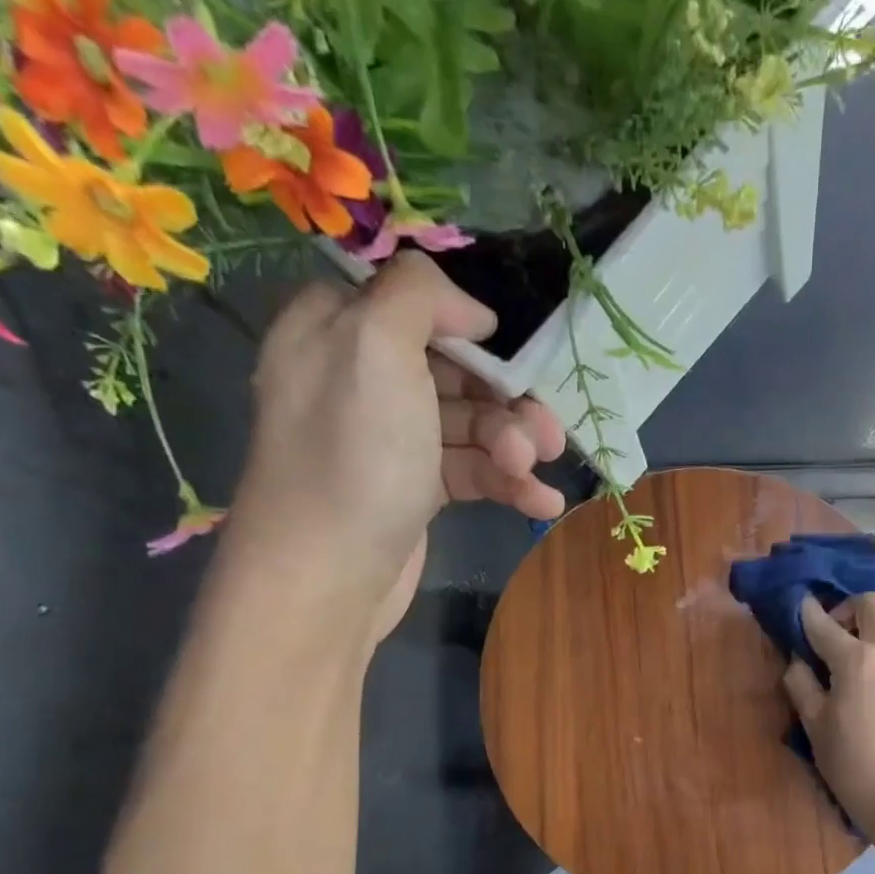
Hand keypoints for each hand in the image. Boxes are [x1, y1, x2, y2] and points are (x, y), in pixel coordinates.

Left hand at [224, 253, 565, 639]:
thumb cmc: (353, 455)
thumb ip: (419, 296)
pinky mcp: (414, 490)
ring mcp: (390, 440)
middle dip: (506, 401)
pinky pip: (470, 471)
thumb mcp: (375, 346)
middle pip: (453, 369)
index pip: (409, 303)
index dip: (463, 323)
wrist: (328, 577)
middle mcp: (361, 379)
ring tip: (536, 473)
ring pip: (470, 425)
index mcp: (335, 329)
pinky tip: (542, 503)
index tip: (503, 347)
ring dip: (514, 447)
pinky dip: (509, 484)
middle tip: (546, 433)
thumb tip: (471, 310)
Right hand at [783, 593, 874, 833]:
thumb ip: (801, 683)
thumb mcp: (814, 725)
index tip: (799, 607)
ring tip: (849, 671)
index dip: (807, 613)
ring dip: (866, 635)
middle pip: (872, 604)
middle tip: (831, 638)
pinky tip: (872, 691)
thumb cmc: (852, 764)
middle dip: (847, 610)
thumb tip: (799, 661)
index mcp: (857, 660)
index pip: (825, 624)